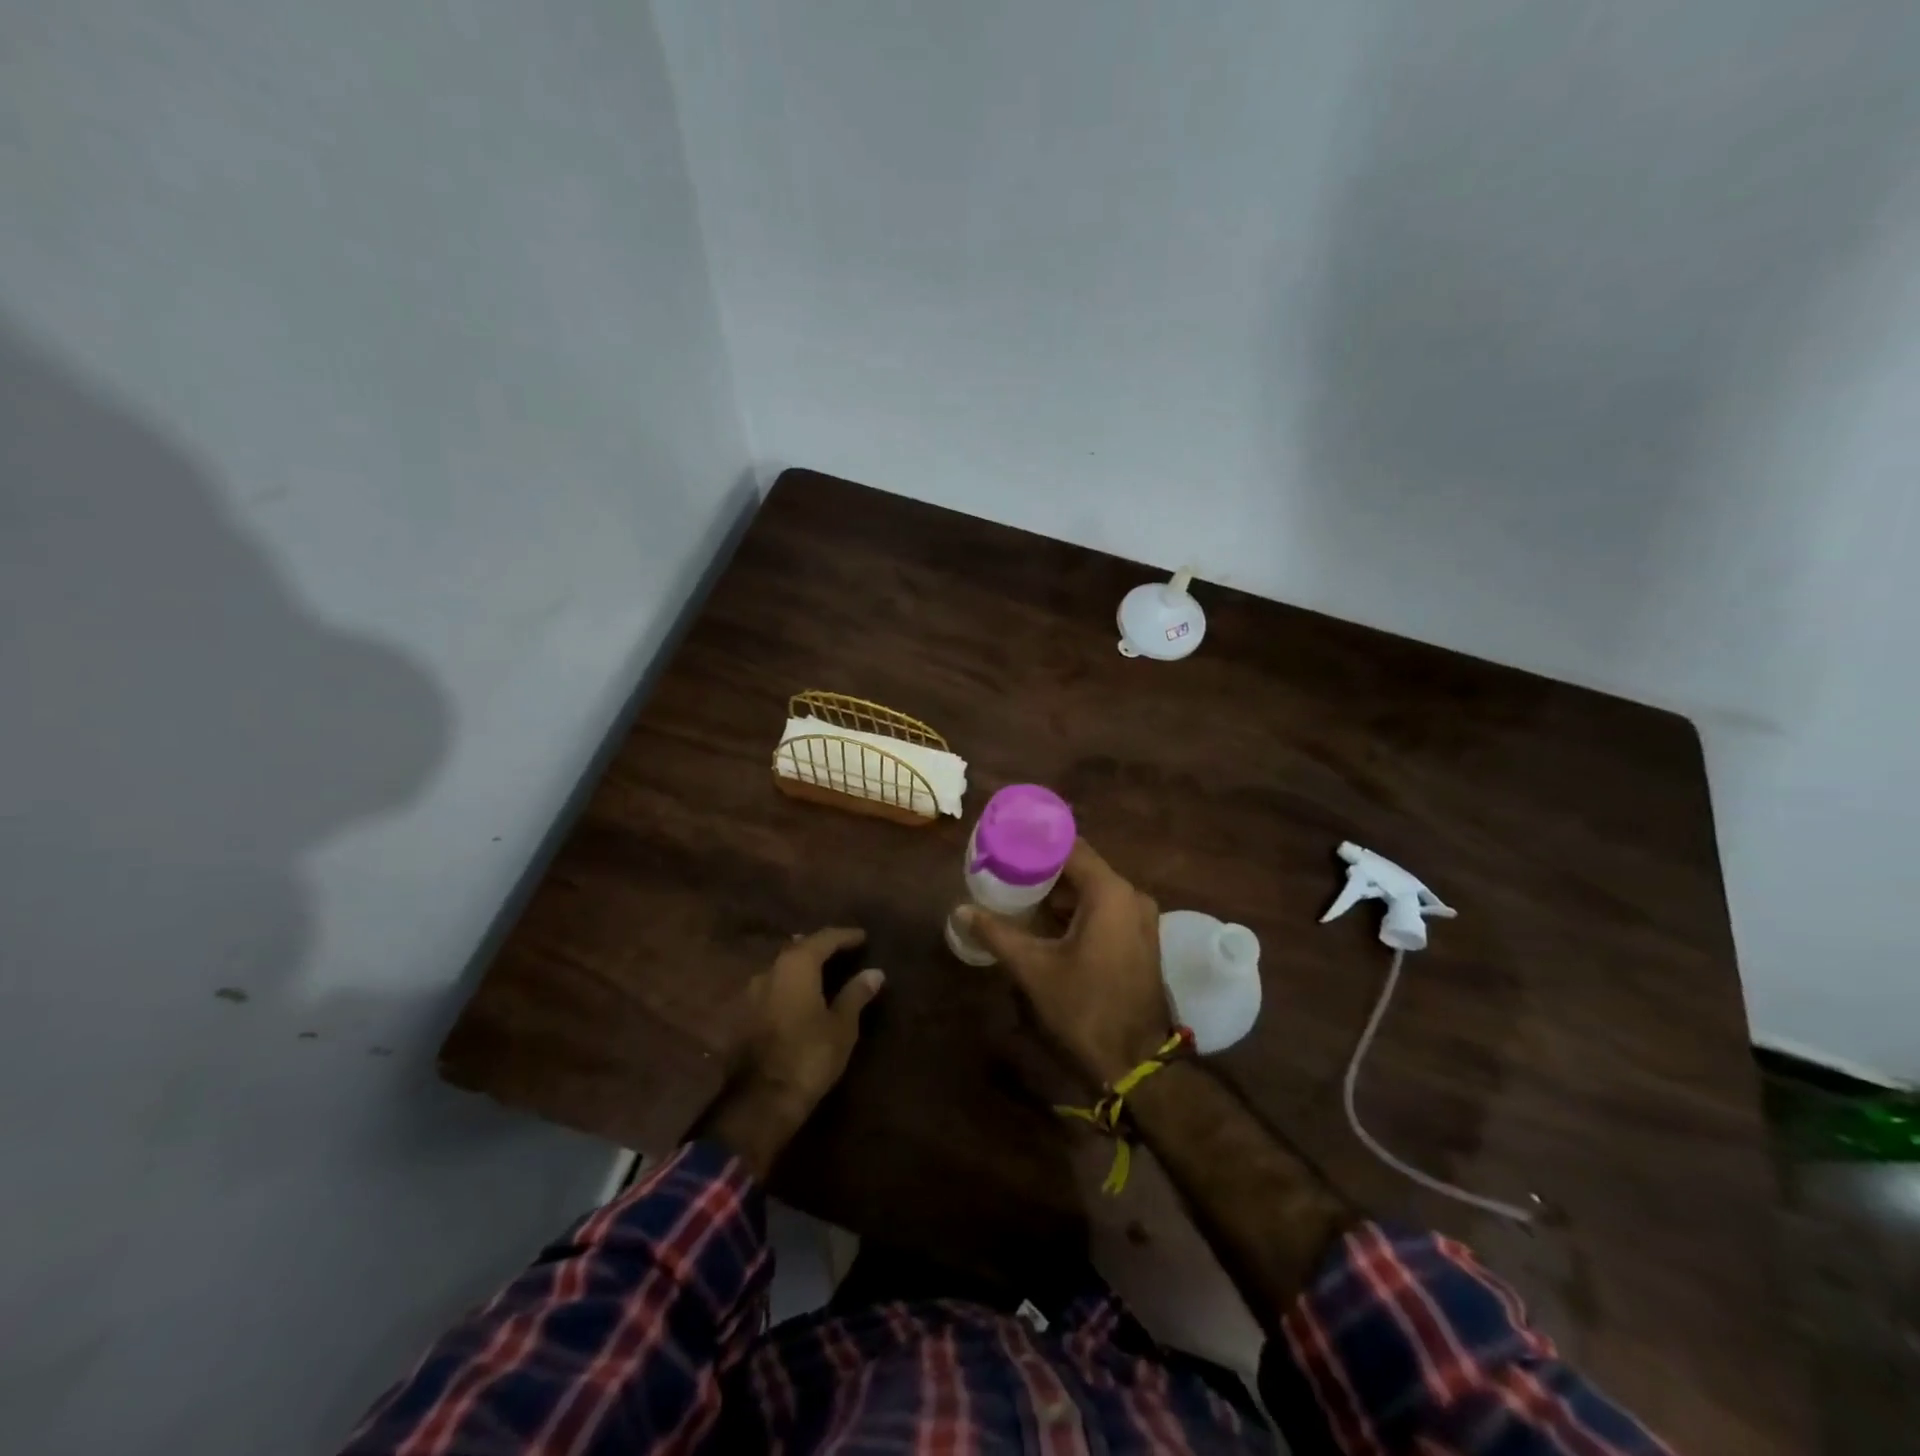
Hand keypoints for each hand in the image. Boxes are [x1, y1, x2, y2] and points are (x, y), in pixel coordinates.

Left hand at [694, 927, 884, 1179]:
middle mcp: (769, 970)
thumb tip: (874, 972)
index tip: (863, 937)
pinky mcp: (742, 1015)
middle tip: (843, 951)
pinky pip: (772, 987)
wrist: (759, 1101)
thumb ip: (856, 994)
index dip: (845, 936)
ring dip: (803, 966)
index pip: (824, 938)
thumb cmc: (808, 1057)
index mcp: (796, 965)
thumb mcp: (842, 1026)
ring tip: (823, 971)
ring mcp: (751, 993)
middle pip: (798, 948)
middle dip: (821, 947)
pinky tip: (800, 996)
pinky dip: (789, 985)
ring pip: (782, 968)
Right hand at [958, 840, 1170, 1084]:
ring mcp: (1140, 918)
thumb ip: (997, 933)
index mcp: (1109, 893)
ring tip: (1019, 892)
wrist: (1136, 1061)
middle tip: (1005, 868)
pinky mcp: (1141, 938)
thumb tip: (960, 910)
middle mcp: (1131, 895)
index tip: (1006, 839)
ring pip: (1093, 889)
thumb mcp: (1034, 968)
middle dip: (1043, 868)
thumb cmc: (1084, 1007)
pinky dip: (1078, 908)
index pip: (1070, 847)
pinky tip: (1047, 919)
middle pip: (1082, 867)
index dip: (1037, 841)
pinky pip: (1105, 908)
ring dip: (1060, 891)